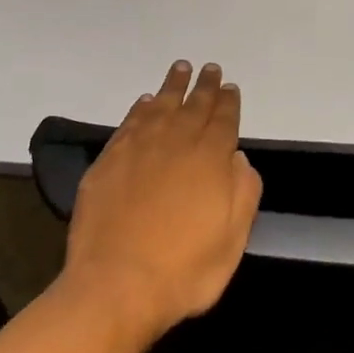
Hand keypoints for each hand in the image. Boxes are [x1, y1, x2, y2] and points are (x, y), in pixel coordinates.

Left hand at [60, 61, 262, 341]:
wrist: (116, 284)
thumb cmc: (183, 270)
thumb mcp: (232, 241)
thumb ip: (243, 193)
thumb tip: (238, 158)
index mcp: (210, 158)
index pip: (224, 119)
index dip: (228, 102)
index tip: (230, 87)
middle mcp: (176, 142)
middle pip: (194, 105)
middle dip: (204, 86)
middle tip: (210, 69)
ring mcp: (139, 147)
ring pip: (161, 105)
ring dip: (173, 86)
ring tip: (180, 68)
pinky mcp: (109, 159)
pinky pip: (130, 122)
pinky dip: (140, 108)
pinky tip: (145, 102)